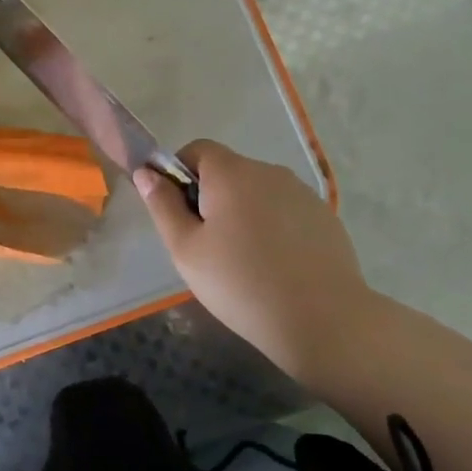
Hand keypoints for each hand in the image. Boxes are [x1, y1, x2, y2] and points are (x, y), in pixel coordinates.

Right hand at [135, 140, 370, 386]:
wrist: (324, 320)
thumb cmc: (241, 284)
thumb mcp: (186, 249)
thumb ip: (162, 206)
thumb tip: (146, 173)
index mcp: (231, 173)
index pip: (197, 150)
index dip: (180, 174)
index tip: (180, 214)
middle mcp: (269, 171)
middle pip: (229, 171)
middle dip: (211, 198)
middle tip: (208, 246)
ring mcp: (302, 193)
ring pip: (258, 193)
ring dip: (244, 213)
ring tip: (244, 261)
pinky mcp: (325, 217)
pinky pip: (285, 211)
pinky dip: (273, 228)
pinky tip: (276, 267)